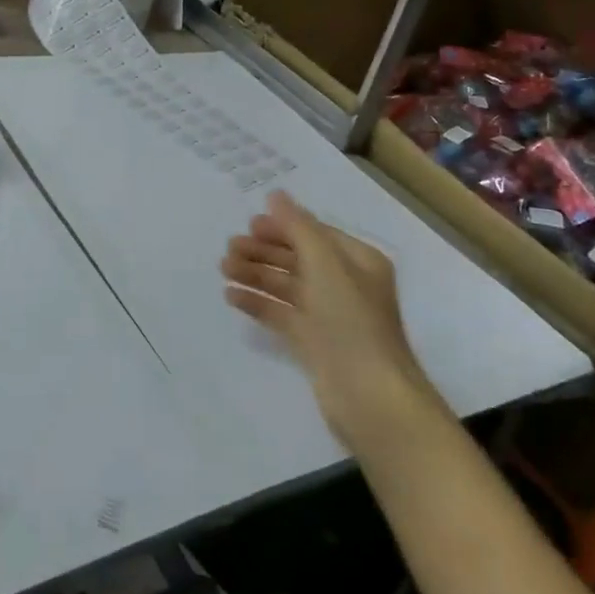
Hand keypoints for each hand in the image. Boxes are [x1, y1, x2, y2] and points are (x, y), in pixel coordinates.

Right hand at [220, 191, 438, 451]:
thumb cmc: (351, 321)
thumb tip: (276, 195)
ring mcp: (329, 316)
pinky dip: (258, 303)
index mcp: (358, 262)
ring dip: (256, 274)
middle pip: (298, 258)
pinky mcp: (314, 343)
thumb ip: (298, 227)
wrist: (371, 398)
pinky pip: (281, 314)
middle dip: (264, 250)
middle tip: (229, 247)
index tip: (249, 224)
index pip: (315, 234)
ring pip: (286, 286)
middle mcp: (345, 284)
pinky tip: (232, 296)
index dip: (283, 226)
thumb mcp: (326, 265)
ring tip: (224, 269)